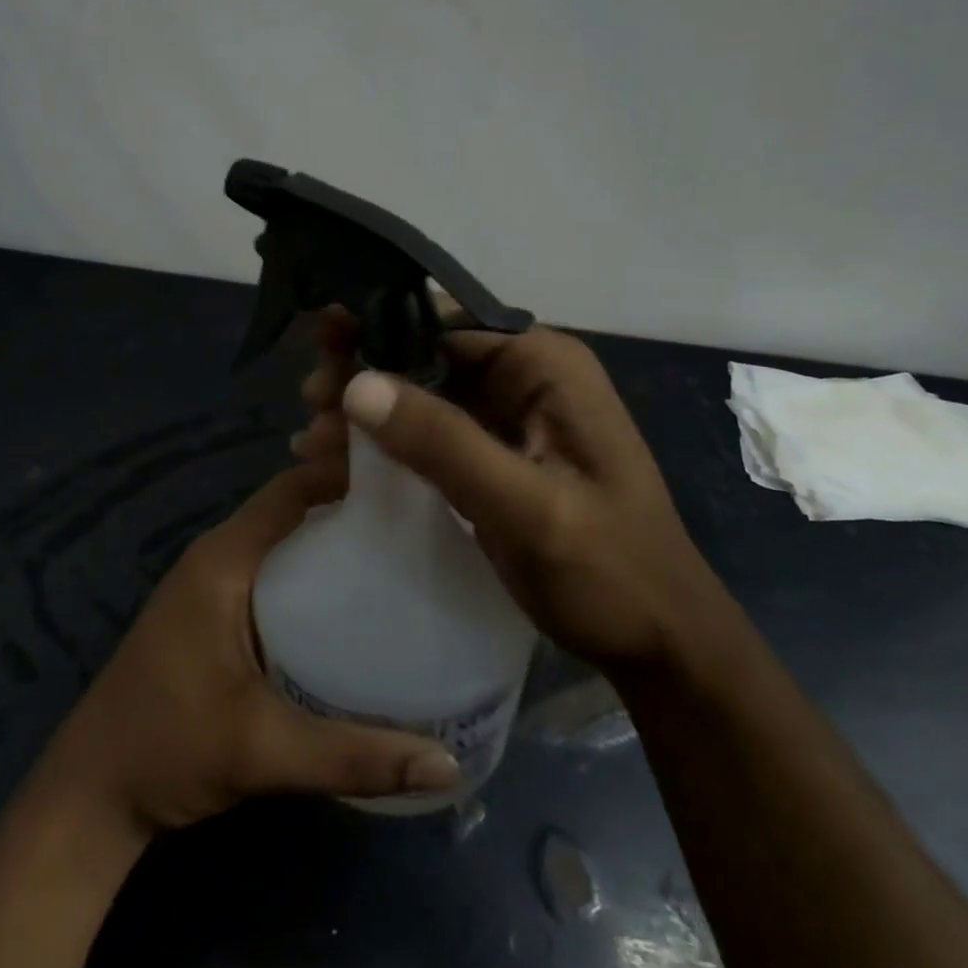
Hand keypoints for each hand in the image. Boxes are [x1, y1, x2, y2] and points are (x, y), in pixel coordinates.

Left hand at [40, 462, 460, 833]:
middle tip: (419, 518)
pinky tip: (355, 601)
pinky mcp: (214, 612)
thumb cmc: (168, 750)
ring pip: (284, 540)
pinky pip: (274, 569)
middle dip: (350, 505)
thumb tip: (447, 763)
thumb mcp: (263, 750)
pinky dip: (313, 571)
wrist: (92, 793)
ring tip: (402, 550)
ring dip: (332, 538)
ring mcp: (213, 584)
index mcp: (223, 560)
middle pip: (293, 508)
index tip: (408, 479)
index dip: (345, 474)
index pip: (292, 490)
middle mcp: (218, 557)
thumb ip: (352, 755)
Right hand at [297, 312, 715, 668]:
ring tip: (309, 440)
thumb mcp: (525, 507)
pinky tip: (336, 463)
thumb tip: (357, 383)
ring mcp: (508, 418)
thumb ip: (444, 443)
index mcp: (544, 365)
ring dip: (366, 413)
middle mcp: (525, 378)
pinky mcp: (494, 456)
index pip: (445, 322)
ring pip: (420, 396)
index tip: (320, 345)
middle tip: (308, 400)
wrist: (659, 644)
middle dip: (364, 374)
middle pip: (426, 356)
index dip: (378, 328)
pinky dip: (385, 447)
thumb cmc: (609, 571)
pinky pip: (430, 435)